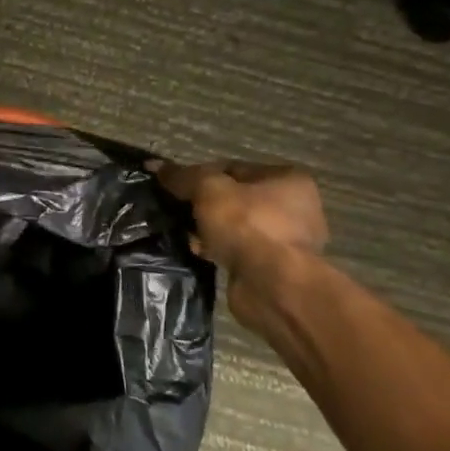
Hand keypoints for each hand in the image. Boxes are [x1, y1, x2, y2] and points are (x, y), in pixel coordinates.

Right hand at [152, 159, 327, 269]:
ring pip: (235, 227)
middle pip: (234, 198)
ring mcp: (287, 240)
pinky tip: (199, 253)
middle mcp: (295, 207)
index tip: (176, 187)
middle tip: (179, 212)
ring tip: (186, 234)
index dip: (200, 175)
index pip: (233, 168)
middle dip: (204, 206)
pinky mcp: (275, 268)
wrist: (272, 285)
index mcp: (288, 179)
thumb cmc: (247, 225)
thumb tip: (154, 165)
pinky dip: (219, 250)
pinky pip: (238, 250)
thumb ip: (182, 176)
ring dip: (210, 230)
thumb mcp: (208, 190)